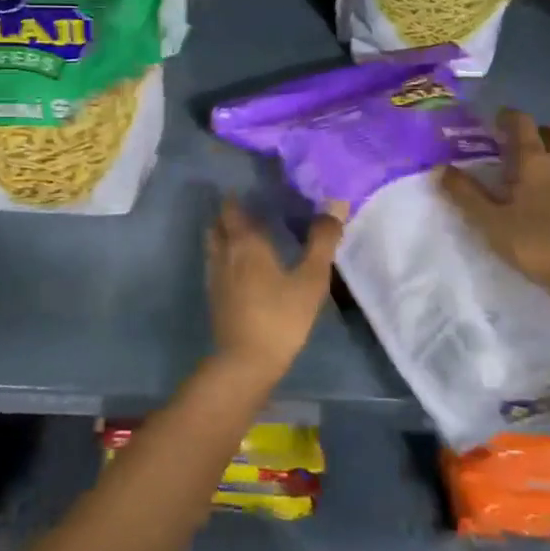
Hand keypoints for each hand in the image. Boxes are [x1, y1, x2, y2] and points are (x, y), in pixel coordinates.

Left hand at [205, 198, 344, 384]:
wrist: (246, 362)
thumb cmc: (281, 316)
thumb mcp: (311, 279)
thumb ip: (322, 241)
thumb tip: (335, 204)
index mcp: (245, 242)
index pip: (232, 207)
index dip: (238, 195)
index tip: (254, 188)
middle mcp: (224, 252)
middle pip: (219, 223)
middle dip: (231, 213)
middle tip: (253, 208)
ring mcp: (215, 275)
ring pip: (214, 243)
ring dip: (226, 233)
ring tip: (248, 234)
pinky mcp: (214, 296)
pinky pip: (216, 263)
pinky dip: (225, 255)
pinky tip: (242, 266)